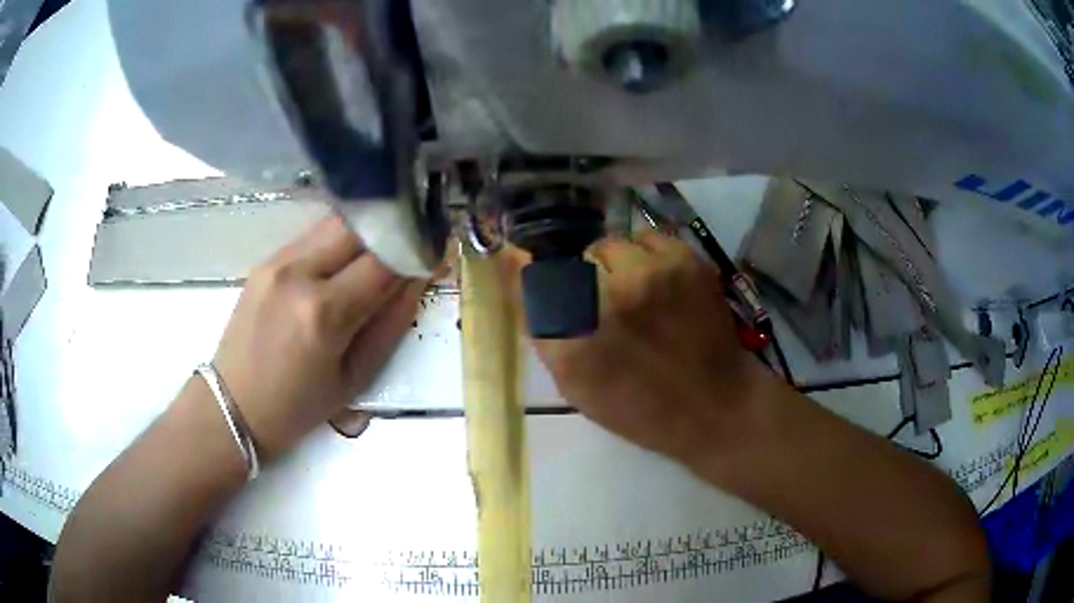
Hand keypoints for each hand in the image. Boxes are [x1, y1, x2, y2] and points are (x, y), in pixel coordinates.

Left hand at [211, 215, 425, 458]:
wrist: (233, 405)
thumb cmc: (297, 407)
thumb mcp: (355, 378)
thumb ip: (391, 323)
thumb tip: (419, 279)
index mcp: (324, 313)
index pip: (386, 259)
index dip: (417, 250)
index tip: (437, 251)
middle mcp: (299, 274)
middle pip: (360, 225)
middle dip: (393, 231)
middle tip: (411, 246)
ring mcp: (277, 262)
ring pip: (335, 223)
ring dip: (365, 232)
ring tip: (380, 252)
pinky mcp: (265, 260)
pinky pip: (312, 236)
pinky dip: (337, 242)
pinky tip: (342, 263)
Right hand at [521, 232, 774, 465]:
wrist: (716, 405)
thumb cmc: (640, 407)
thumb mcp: (577, 387)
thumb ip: (544, 332)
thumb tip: (518, 270)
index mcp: (574, 343)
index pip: (530, 279)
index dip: (524, 266)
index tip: (524, 262)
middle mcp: (609, 300)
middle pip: (572, 259)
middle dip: (582, 279)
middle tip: (603, 303)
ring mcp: (651, 275)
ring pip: (610, 244)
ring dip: (615, 265)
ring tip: (637, 292)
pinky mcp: (685, 260)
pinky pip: (647, 237)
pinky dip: (648, 256)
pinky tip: (660, 284)